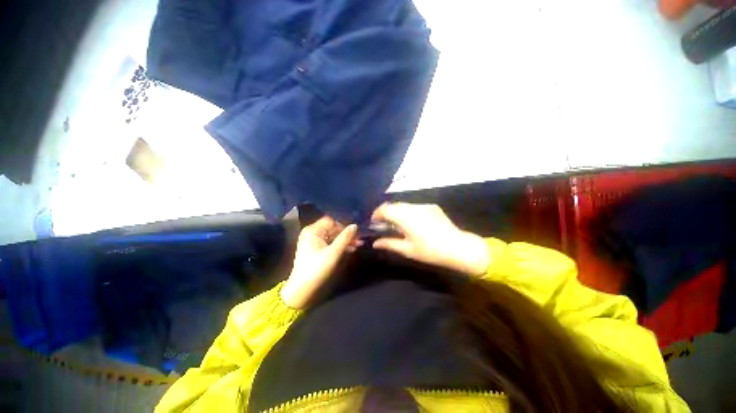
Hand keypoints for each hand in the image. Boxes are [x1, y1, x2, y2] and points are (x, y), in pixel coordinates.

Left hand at [280, 217, 357, 308]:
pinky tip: (350, 249)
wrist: (302, 289)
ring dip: (345, 240)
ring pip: (333, 236)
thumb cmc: (317, 268)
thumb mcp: (333, 252)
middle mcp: (312, 233)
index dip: (344, 224)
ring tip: (358, 245)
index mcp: (313, 230)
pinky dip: (339, 246)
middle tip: (360, 239)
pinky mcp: (316, 249)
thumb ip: (345, 237)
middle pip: (333, 228)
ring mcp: (313, 241)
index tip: (356, 230)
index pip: (331, 221)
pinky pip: (330, 243)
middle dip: (346, 233)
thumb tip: (355, 225)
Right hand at [371, 203, 489, 275]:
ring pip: (404, 205)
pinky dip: (408, 212)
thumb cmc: (430, 251)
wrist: (458, 247)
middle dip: (386, 213)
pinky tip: (413, 223)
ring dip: (397, 212)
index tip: (374, 223)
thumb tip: (375, 243)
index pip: (385, 208)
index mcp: (405, 217)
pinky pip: (415, 206)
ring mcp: (424, 205)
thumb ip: (389, 243)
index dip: (376, 214)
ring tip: (398, 225)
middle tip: (385, 225)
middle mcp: (413, 207)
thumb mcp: (407, 249)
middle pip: (394, 205)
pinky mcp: (432, 206)